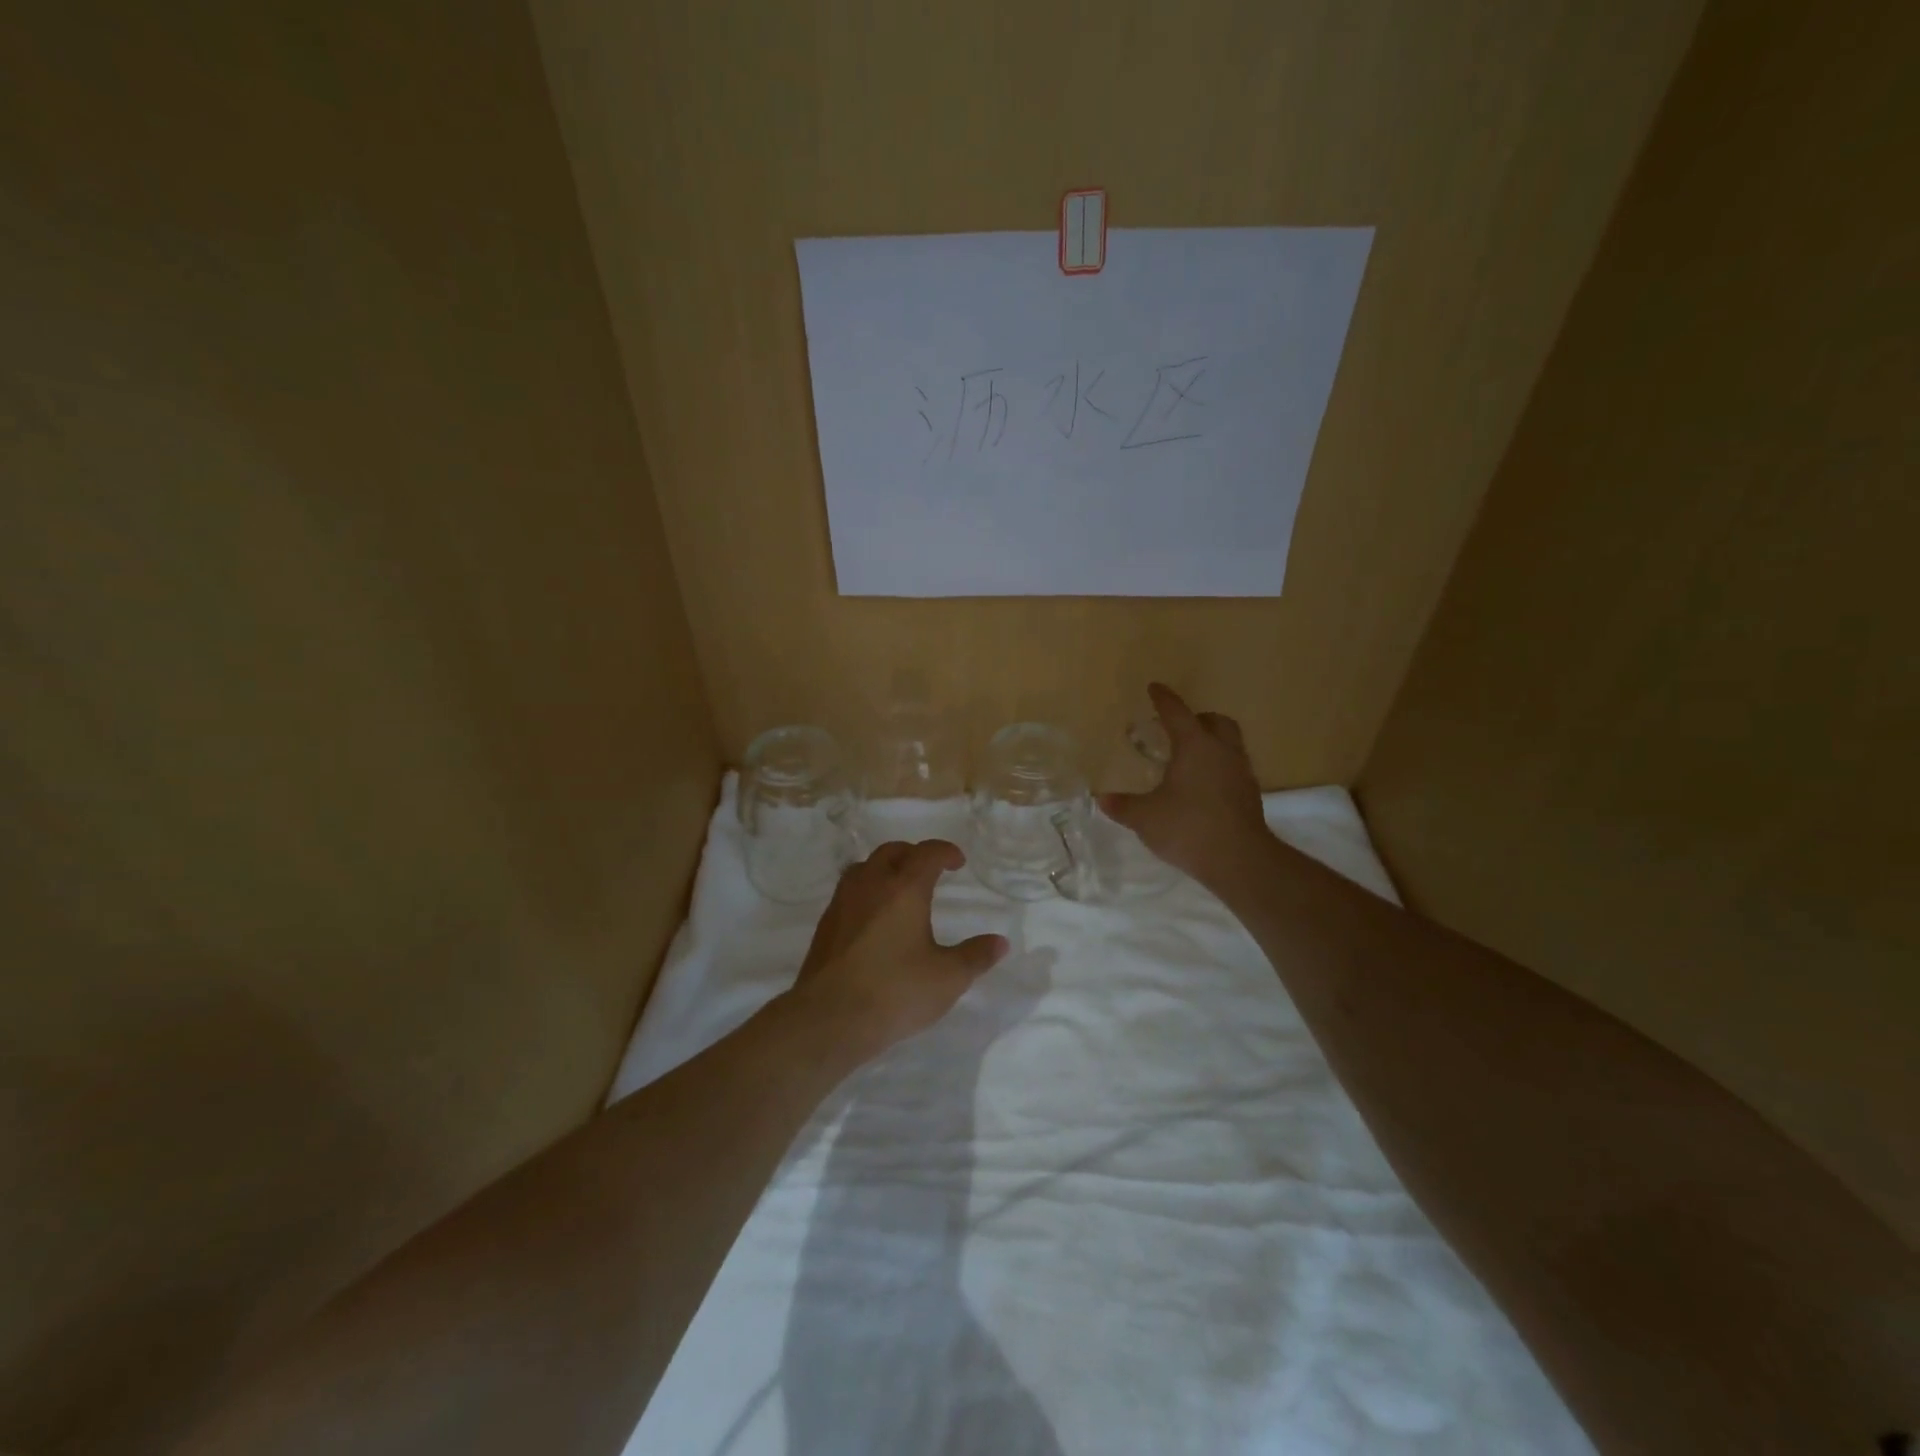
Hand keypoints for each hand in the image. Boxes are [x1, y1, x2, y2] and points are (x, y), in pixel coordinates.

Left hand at [787, 839, 1008, 1057]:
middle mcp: (871, 884)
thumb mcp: (948, 978)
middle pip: (892, 852)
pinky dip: (867, 891)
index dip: (945, 852)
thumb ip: (976, 956)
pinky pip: (849, 891)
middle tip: (930, 870)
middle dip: (914, 854)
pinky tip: (874, 918)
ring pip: (864, 867)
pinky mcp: (826, 924)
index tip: (958, 862)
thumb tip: (1000, 942)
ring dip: (885, 869)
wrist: (829, 1018)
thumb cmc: (895, 992)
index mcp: (904, 888)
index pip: (927, 853)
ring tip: (900, 889)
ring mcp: (843, 902)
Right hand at [1100, 683, 1271, 888]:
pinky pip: (1234, 767)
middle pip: (1215, 721)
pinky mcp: (1250, 795)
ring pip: (1229, 743)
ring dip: (1211, 743)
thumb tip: (1101, 798)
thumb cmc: (1188, 828)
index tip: (1154, 688)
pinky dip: (1218, 767)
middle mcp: (1222, 751)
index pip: (1177, 713)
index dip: (1164, 699)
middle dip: (1198, 718)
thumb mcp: (1145, 817)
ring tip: (1189, 758)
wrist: (1239, 860)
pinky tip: (1202, 786)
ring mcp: (1241, 772)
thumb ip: (1122, 805)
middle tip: (1178, 727)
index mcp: (1195, 746)